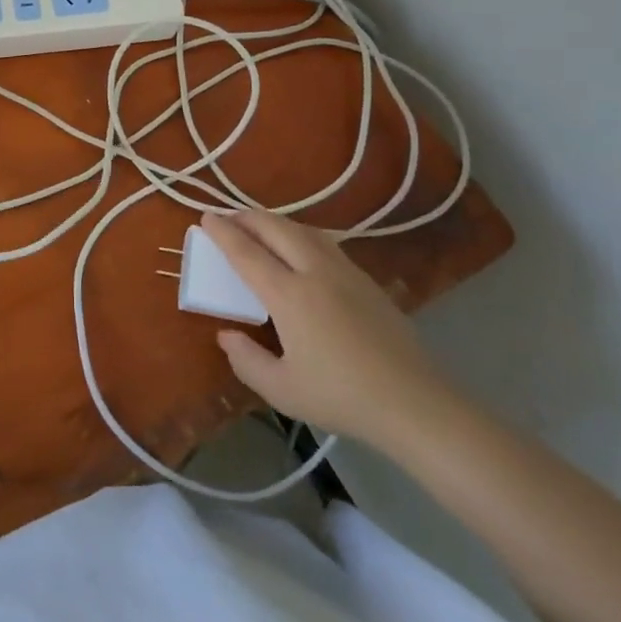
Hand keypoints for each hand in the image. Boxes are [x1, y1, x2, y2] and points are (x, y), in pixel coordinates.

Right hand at [202, 209, 457, 449]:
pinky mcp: (367, 280)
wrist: (415, 404)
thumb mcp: (282, 390)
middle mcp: (315, 272)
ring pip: (304, 230)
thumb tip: (227, 335)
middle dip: (247, 217)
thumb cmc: (343, 398)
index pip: (247, 253)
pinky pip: (325, 242)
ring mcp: (345, 272)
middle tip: (228, 218)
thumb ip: (247, 361)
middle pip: (276, 228)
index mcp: (290, 295)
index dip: (223, 233)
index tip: (205, 217)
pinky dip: (301, 234)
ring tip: (260, 228)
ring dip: (276, 222)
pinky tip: (300, 248)